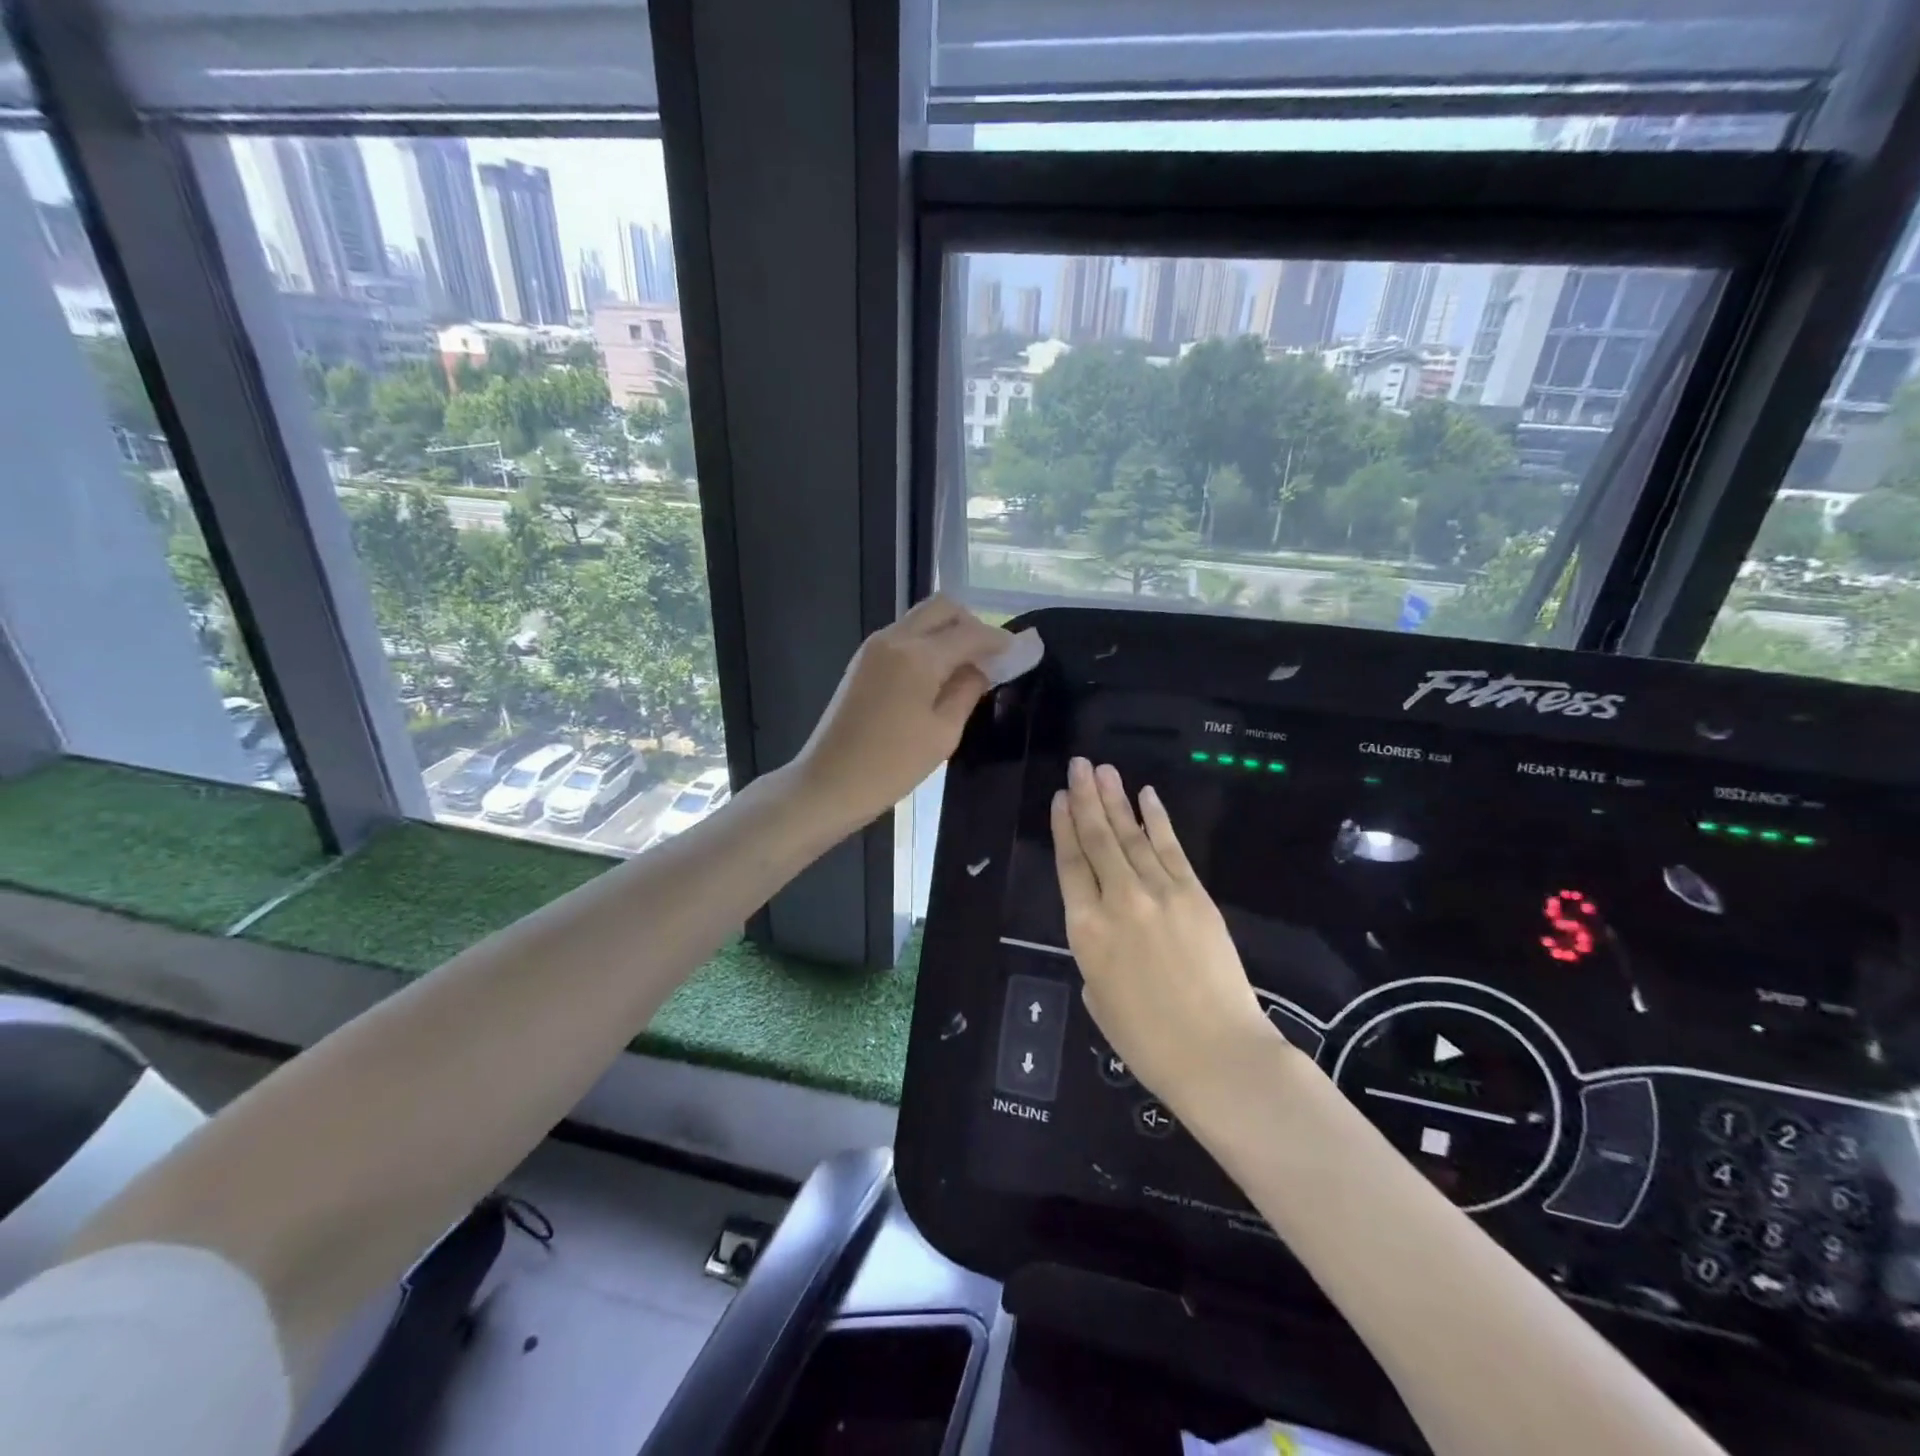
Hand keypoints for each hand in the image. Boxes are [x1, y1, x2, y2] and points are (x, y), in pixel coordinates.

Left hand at [791, 595, 1011, 832]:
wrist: (828, 782)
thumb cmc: (891, 765)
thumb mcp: (943, 733)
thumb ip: (968, 690)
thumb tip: (984, 667)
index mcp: (918, 656)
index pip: (970, 632)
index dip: (1000, 639)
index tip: (1021, 650)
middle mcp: (895, 638)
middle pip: (943, 608)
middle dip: (972, 623)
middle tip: (991, 655)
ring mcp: (874, 647)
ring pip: (921, 618)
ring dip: (948, 631)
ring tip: (967, 666)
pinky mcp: (862, 661)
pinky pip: (904, 635)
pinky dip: (927, 643)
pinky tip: (938, 674)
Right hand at [1053, 758, 1276, 1115]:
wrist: (1216, 1053)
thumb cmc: (1147, 1040)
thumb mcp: (1098, 997)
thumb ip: (1095, 953)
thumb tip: (1108, 929)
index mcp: (1085, 930)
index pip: (1070, 864)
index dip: (1063, 827)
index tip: (1059, 798)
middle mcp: (1117, 900)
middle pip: (1097, 839)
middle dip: (1086, 798)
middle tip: (1078, 765)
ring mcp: (1158, 892)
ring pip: (1131, 835)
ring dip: (1116, 799)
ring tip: (1103, 770)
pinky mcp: (1194, 894)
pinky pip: (1170, 847)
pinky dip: (1157, 819)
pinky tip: (1146, 795)